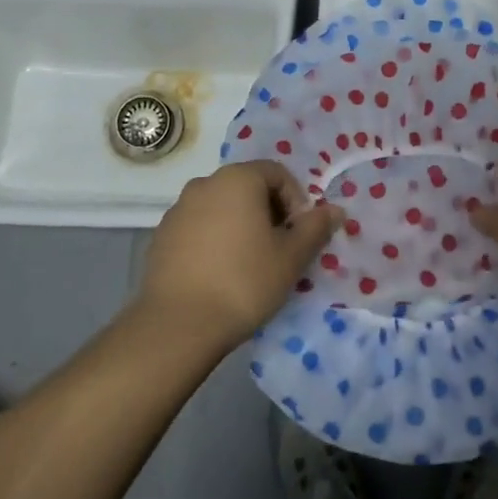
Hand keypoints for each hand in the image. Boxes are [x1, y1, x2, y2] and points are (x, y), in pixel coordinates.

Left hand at [135, 161, 340, 352]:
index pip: (277, 173)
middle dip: (270, 212)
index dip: (296, 200)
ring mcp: (178, 209)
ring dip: (241, 225)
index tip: (299, 235)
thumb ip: (315, 228)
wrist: (177, 325)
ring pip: (222, 207)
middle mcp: (205, 183)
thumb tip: (335, 210)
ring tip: (250, 264)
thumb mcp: (291, 257)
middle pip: (248, 187)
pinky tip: (220, 273)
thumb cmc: (243, 282)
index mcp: (237, 178)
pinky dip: (215, 239)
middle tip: (280, 249)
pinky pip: (199, 227)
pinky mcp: (161, 236)